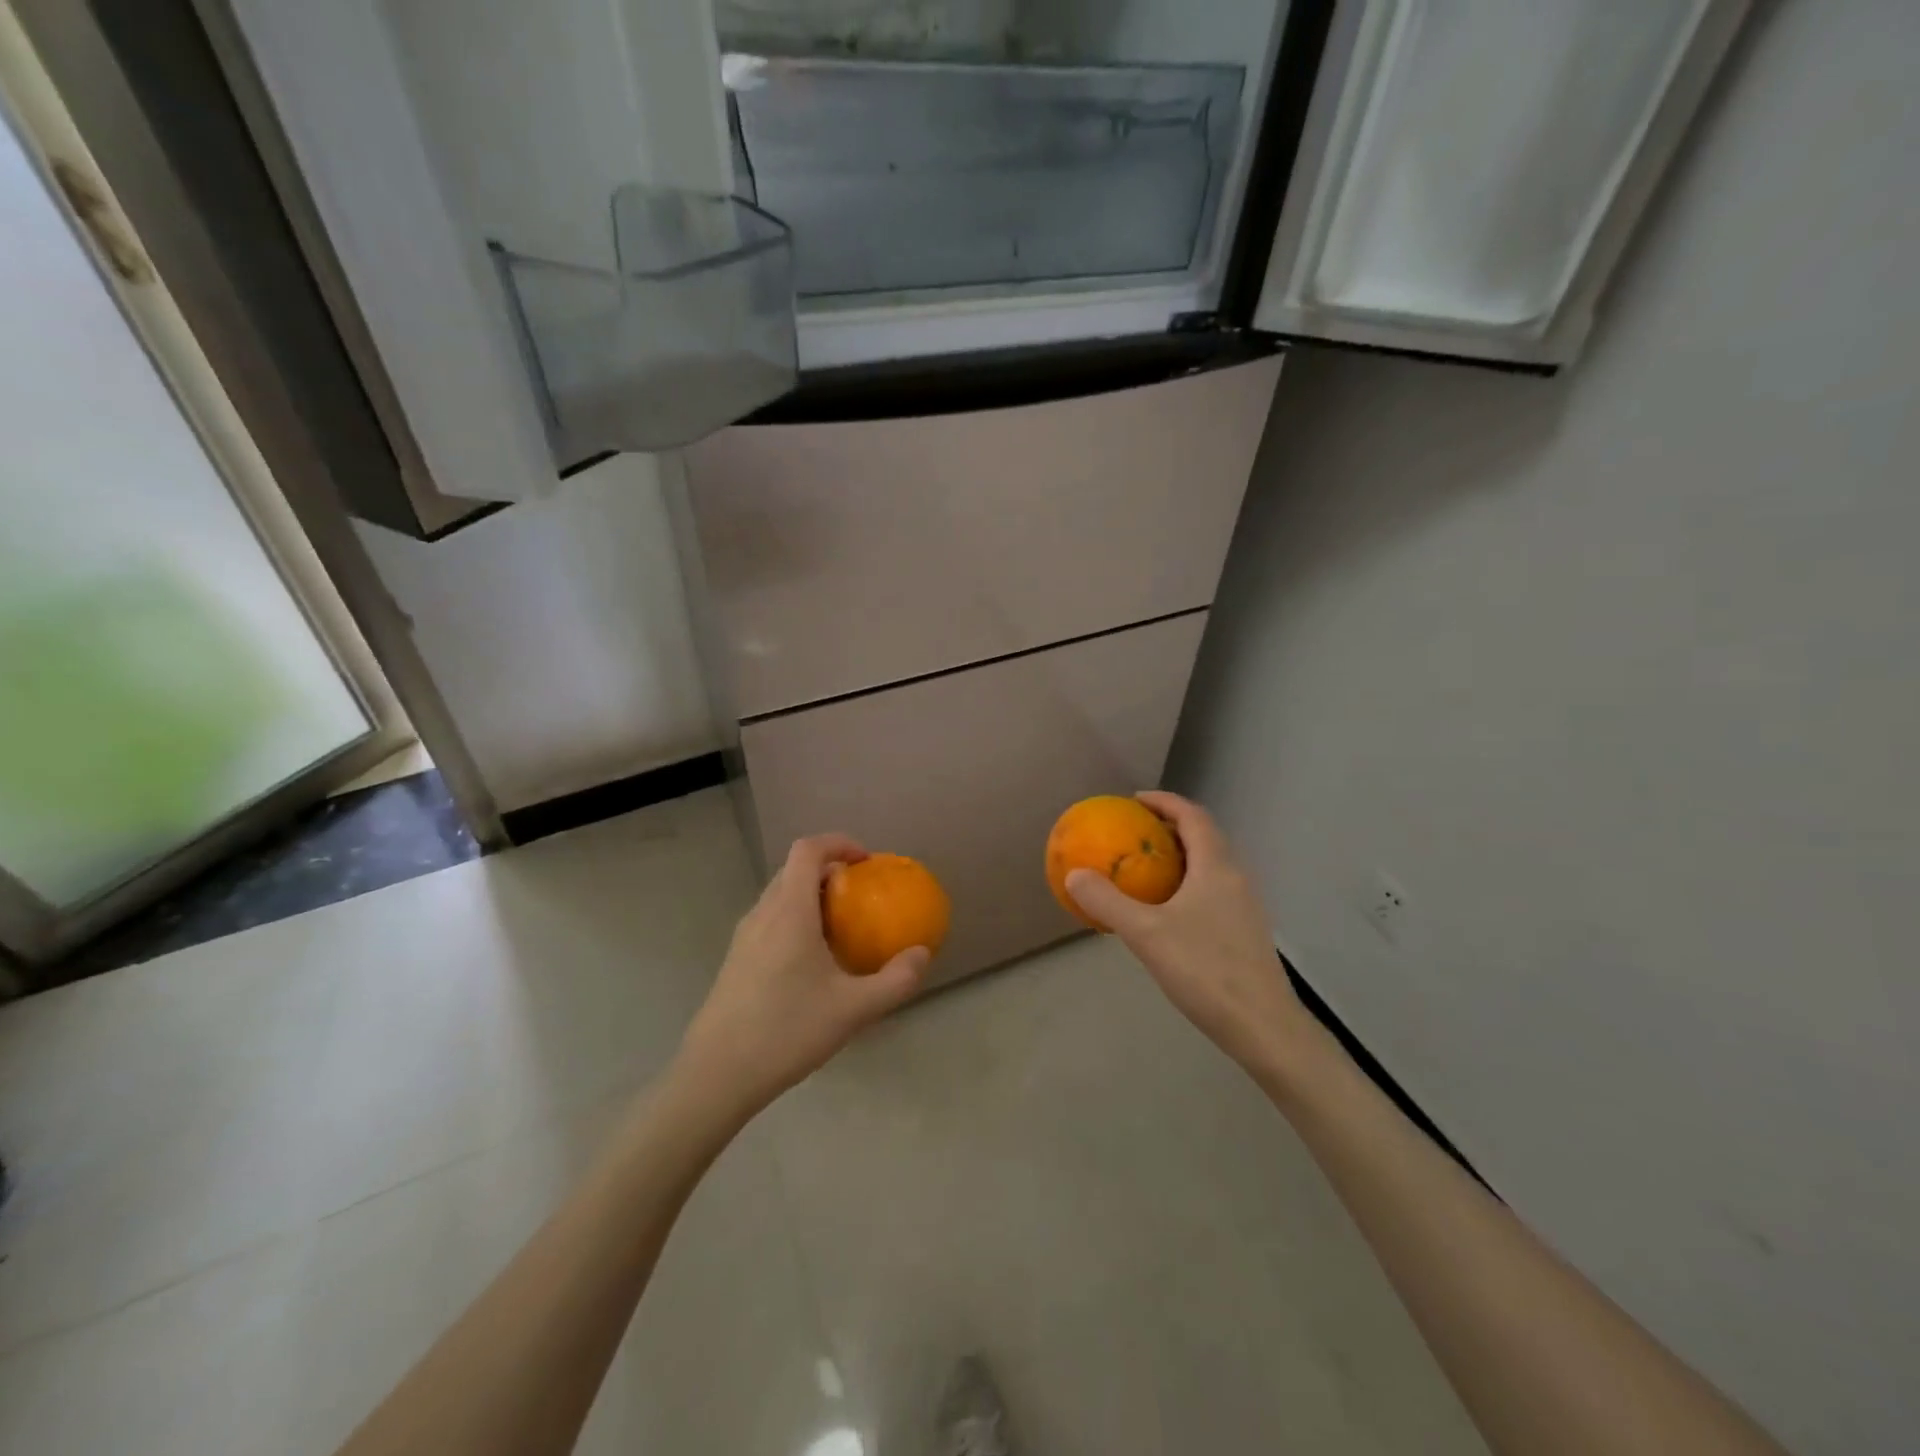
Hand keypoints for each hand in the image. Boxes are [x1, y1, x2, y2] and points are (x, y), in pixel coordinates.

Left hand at [678, 833, 929, 1118]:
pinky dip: (795, 919)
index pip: (808, 850)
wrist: (716, 1075)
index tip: (867, 861)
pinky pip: (770, 921)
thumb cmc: (787, 1031)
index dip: (838, 842)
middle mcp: (762, 914)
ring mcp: (744, 937)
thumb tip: (921, 954)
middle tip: (861, 895)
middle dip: (829, 870)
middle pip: (793, 869)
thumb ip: (895, 980)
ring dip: (811, 896)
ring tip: (841, 927)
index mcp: (789, 912)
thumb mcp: (854, 1009)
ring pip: (779, 896)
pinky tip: (813, 962)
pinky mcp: (735, 960)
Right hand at [1066, 792, 1308, 1074]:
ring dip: (1180, 857)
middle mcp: (1236, 877)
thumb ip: (1108, 901)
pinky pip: (1212, 891)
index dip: (1164, 801)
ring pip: (1210, 866)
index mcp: (1216, 867)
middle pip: (1204, 837)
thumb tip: (1075, 874)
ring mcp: (1245, 906)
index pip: (1192, 816)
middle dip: (1169, 827)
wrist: (1263, 1026)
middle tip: (1133, 833)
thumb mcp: (1146, 933)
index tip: (1133, 800)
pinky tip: (1166, 912)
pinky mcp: (1245, 932)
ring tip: (1145, 868)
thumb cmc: (1205, 969)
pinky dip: (1187, 884)